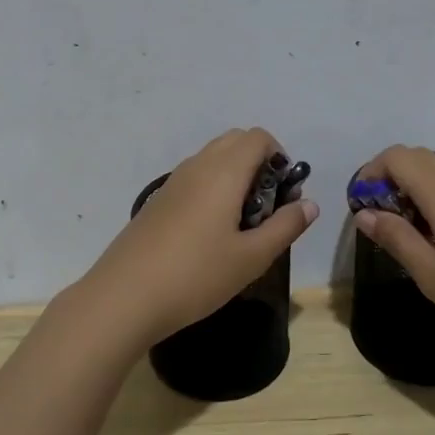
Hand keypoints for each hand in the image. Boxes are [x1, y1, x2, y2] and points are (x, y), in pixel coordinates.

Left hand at [76, 128, 318, 348]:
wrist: (124, 296)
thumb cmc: (196, 275)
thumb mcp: (251, 257)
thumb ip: (285, 227)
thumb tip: (310, 204)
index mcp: (223, 171)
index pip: (258, 137)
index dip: (280, 156)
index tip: (285, 194)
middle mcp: (197, 166)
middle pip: (235, 141)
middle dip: (259, 163)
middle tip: (267, 208)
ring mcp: (173, 182)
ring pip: (212, 159)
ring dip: (235, 176)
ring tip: (242, 224)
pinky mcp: (158, 201)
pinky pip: (194, 178)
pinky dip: (212, 189)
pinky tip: (211, 234)